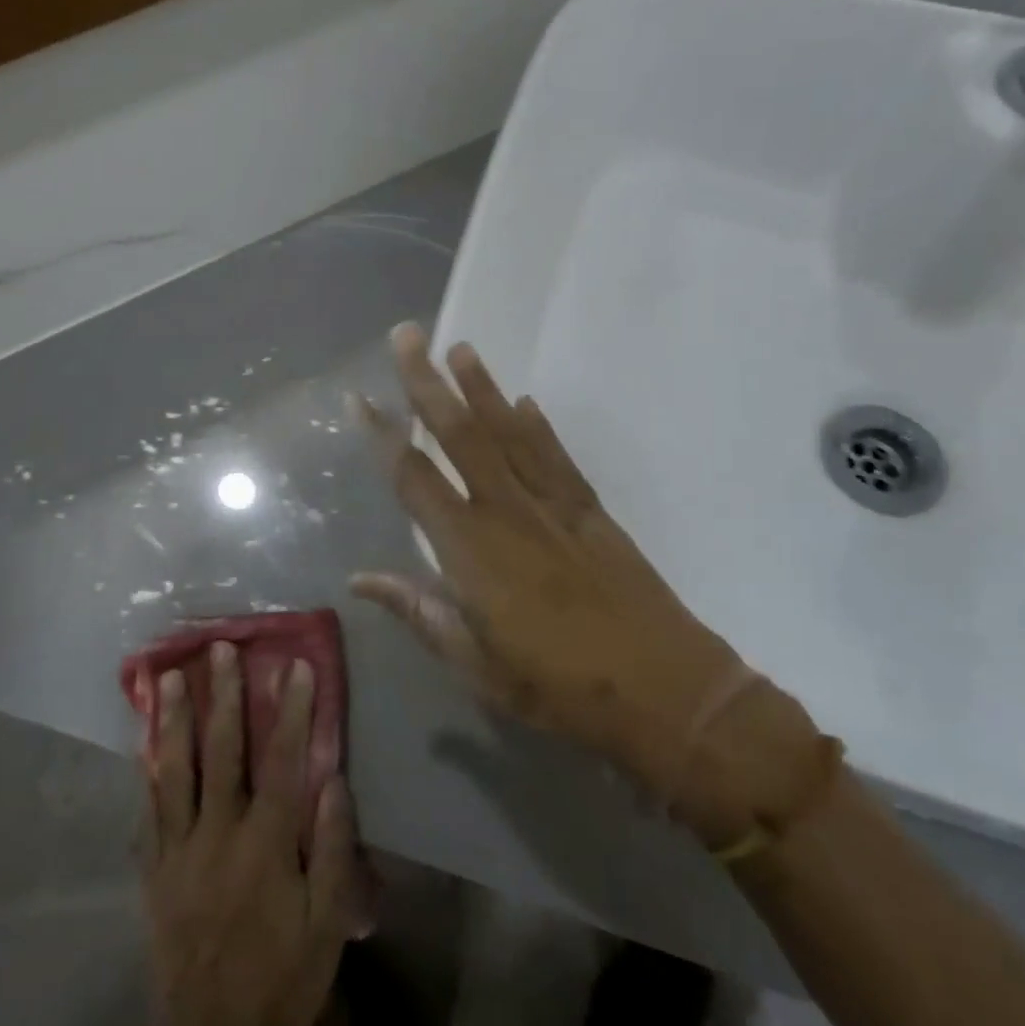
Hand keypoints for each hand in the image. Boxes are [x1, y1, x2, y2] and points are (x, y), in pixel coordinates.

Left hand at [136, 643, 357, 1025]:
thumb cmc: (284, 981)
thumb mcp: (327, 922)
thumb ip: (332, 846)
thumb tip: (335, 779)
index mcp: (267, 844)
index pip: (284, 760)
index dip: (292, 709)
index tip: (296, 665)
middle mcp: (219, 834)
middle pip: (222, 751)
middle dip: (223, 696)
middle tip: (219, 649)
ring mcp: (179, 852)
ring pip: (174, 771)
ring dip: (174, 719)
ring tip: (168, 676)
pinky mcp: (155, 874)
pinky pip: (148, 812)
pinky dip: (147, 772)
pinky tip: (144, 745)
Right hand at [350, 323, 822, 846]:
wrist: (664, 689)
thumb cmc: (558, 688)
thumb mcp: (475, 665)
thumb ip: (419, 612)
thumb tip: (359, 580)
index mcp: (470, 552)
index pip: (414, 479)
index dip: (383, 436)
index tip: (360, 398)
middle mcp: (507, 512)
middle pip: (461, 435)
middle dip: (428, 383)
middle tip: (407, 337)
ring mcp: (554, 506)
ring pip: (510, 432)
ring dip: (482, 388)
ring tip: (461, 349)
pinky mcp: (591, 511)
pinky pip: (556, 456)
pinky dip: (538, 425)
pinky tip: (525, 402)